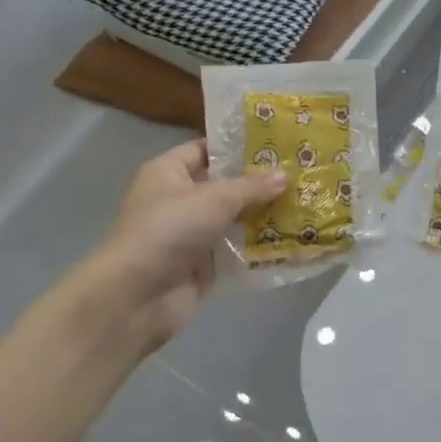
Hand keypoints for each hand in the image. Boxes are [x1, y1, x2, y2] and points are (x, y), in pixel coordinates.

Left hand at [90, 140, 285, 350]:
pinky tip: (290, 241)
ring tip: (303, 205)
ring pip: (232, 220)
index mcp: (168, 172)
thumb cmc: (169, 230)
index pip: (205, 149)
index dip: (237, 147)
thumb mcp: (214, 199)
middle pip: (223, 186)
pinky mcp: (200, 265)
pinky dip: (256, 248)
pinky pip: (234, 251)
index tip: (276, 146)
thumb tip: (285, 175)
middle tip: (299, 175)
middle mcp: (177, 199)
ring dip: (262, 216)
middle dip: (258, 184)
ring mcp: (189, 234)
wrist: (138, 295)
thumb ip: (252, 187)